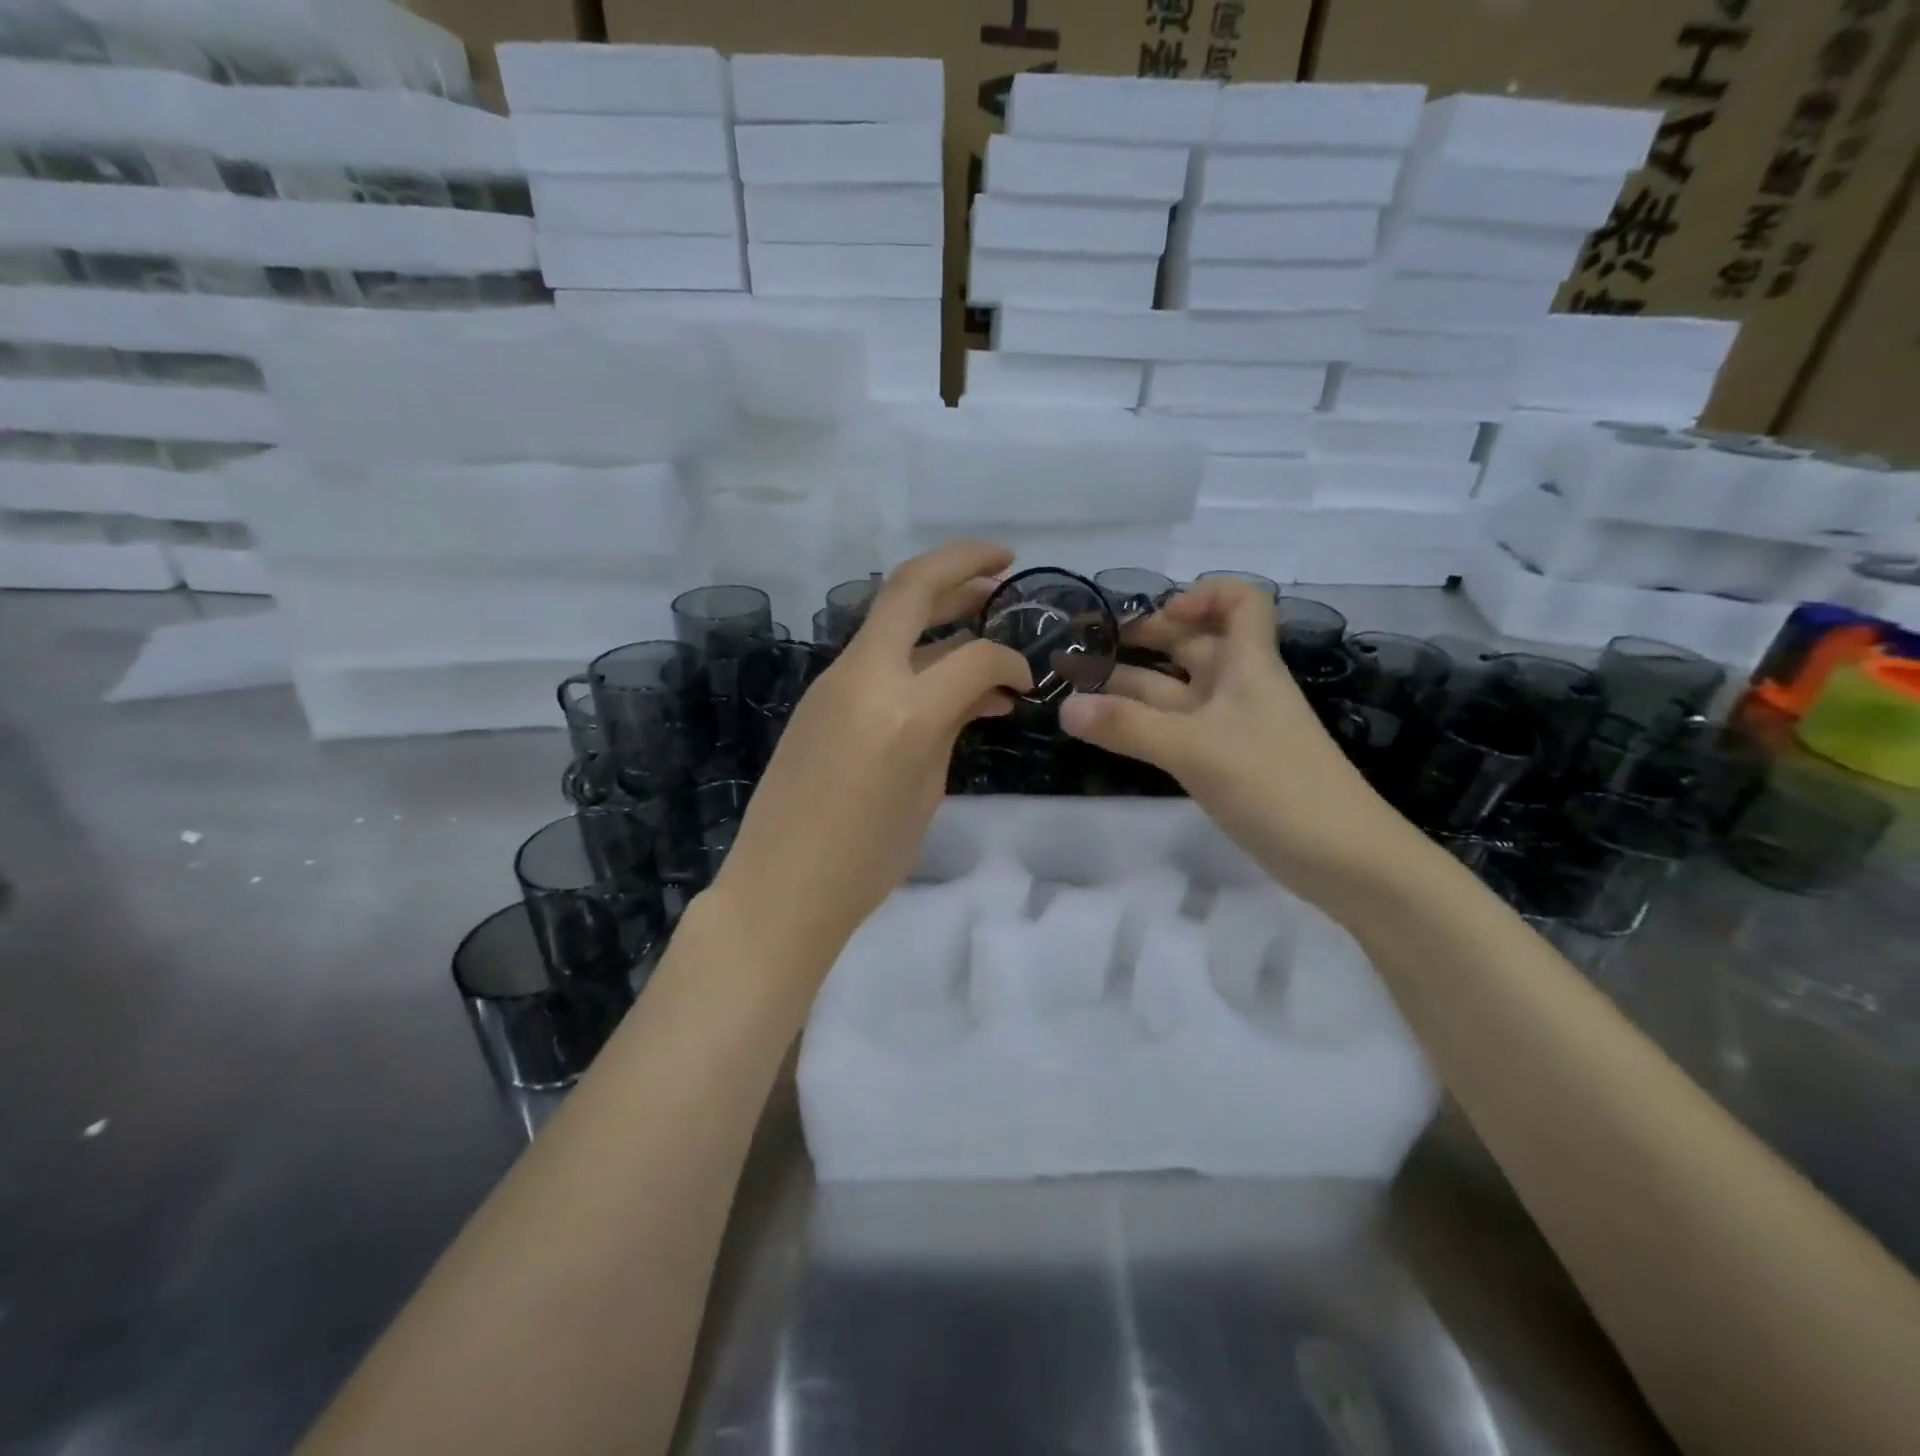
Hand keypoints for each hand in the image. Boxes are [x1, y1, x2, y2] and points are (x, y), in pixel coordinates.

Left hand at [711, 540, 1031, 964]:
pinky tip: (941, 668)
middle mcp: (865, 677)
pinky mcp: (819, 695)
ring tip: (980, 602)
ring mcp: (834, 681)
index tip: (1026, 681)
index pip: (974, 657)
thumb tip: (978, 693)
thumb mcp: (926, 792)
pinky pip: (874, 654)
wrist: (780, 886)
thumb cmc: (866, 859)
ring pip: (889, 615)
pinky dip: (913, 648)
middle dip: (961, 562)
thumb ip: (952, 728)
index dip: (1010, 661)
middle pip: (912, 587)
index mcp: (904, 710)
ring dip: (936, 601)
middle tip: (1004, 561)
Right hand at [1059, 581, 1412, 894]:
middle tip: (1090, 653)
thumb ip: (1128, 727)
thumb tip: (1064, 707)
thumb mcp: (1195, 749)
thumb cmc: (1275, 785)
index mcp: (1247, 665)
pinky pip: (1179, 729)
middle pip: (1194, 644)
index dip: (1199, 595)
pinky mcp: (1226, 764)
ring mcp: (1232, 728)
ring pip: (1178, 691)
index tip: (1157, 618)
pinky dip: (1145, 725)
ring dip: (1134, 687)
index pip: (1239, 601)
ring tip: (1080, 693)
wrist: (1341, 857)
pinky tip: (1112, 733)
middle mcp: (1239, 687)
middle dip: (1145, 640)